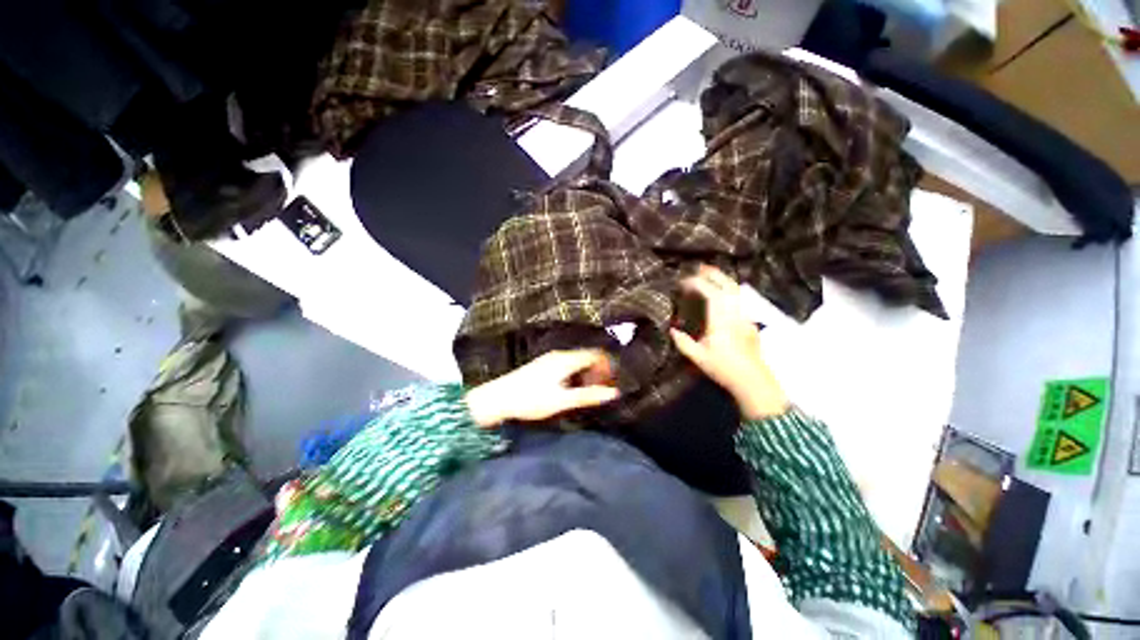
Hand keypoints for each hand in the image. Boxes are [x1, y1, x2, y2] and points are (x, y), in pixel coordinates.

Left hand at [465, 350, 619, 427]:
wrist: (498, 398)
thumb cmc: (531, 399)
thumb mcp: (562, 400)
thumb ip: (588, 396)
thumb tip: (614, 393)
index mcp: (566, 360)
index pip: (595, 354)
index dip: (608, 365)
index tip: (613, 381)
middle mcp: (559, 355)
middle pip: (587, 356)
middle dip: (598, 370)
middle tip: (603, 388)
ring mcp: (550, 359)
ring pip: (577, 361)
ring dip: (587, 373)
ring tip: (590, 391)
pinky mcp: (543, 365)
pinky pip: (567, 364)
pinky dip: (576, 374)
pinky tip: (572, 389)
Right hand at [669, 265, 788, 419]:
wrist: (753, 381)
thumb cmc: (724, 368)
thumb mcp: (698, 357)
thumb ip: (683, 342)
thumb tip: (672, 330)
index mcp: (721, 320)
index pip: (710, 293)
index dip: (696, 284)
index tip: (683, 283)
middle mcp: (735, 313)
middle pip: (727, 285)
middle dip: (713, 274)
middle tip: (699, 268)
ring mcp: (745, 316)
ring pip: (736, 291)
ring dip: (722, 280)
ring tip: (710, 276)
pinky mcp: (749, 322)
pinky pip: (739, 299)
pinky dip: (729, 291)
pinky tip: (722, 295)